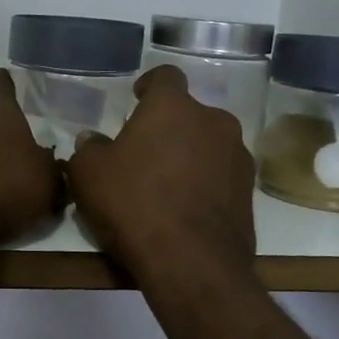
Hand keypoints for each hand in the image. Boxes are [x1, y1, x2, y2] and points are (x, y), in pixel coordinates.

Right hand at [68, 65, 256, 284]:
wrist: (191, 262)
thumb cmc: (133, 204)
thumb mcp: (89, 175)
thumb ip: (89, 149)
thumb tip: (92, 140)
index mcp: (173, 107)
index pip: (165, 76)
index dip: (149, 85)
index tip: (137, 98)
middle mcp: (213, 122)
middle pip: (189, 114)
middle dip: (169, 127)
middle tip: (144, 151)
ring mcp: (237, 157)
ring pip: (208, 145)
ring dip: (189, 155)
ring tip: (165, 184)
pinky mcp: (249, 193)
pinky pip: (220, 177)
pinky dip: (204, 184)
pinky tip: (184, 208)